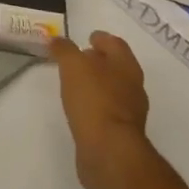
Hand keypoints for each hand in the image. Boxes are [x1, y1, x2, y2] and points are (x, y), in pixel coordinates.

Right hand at [50, 31, 158, 188]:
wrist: (109, 151)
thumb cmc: (94, 100)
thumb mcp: (73, 66)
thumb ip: (64, 49)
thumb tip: (56, 39)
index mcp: (126, 66)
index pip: (115, 44)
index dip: (101, 38)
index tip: (87, 37)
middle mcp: (133, 87)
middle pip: (116, 67)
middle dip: (98, 61)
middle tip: (77, 59)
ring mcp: (129, 112)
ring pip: (112, 89)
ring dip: (96, 84)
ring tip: (74, 84)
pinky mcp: (120, 133)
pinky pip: (106, 111)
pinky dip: (95, 105)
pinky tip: (80, 109)